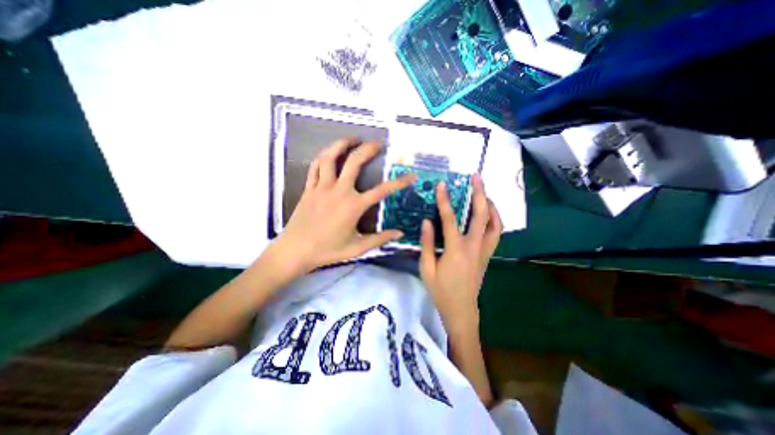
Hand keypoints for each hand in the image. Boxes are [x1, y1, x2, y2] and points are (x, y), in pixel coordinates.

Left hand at [270, 137, 420, 276]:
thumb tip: (400, 233)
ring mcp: (322, 187)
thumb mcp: (357, 247)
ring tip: (353, 138)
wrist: (295, 250)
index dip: (399, 182)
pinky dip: (323, 156)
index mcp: (353, 206)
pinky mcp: (309, 188)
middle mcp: (339, 191)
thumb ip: (380, 239)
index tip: (411, 175)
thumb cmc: (328, 250)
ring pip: (330, 157)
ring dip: (342, 144)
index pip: (382, 190)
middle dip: (368, 149)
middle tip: (379, 142)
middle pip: (354, 162)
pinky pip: (315, 166)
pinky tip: (330, 153)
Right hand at [422, 173, 505, 335]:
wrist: (461, 310)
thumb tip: (427, 221)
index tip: (442, 185)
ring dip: (491, 205)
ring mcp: (484, 251)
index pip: (450, 219)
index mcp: (456, 250)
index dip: (445, 201)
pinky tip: (487, 214)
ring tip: (484, 193)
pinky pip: (496, 233)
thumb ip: (427, 243)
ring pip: (495, 223)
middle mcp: (474, 247)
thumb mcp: (426, 268)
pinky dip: (494, 219)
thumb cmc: (441, 291)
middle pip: (481, 215)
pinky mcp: (488, 255)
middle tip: (477, 177)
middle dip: (480, 193)